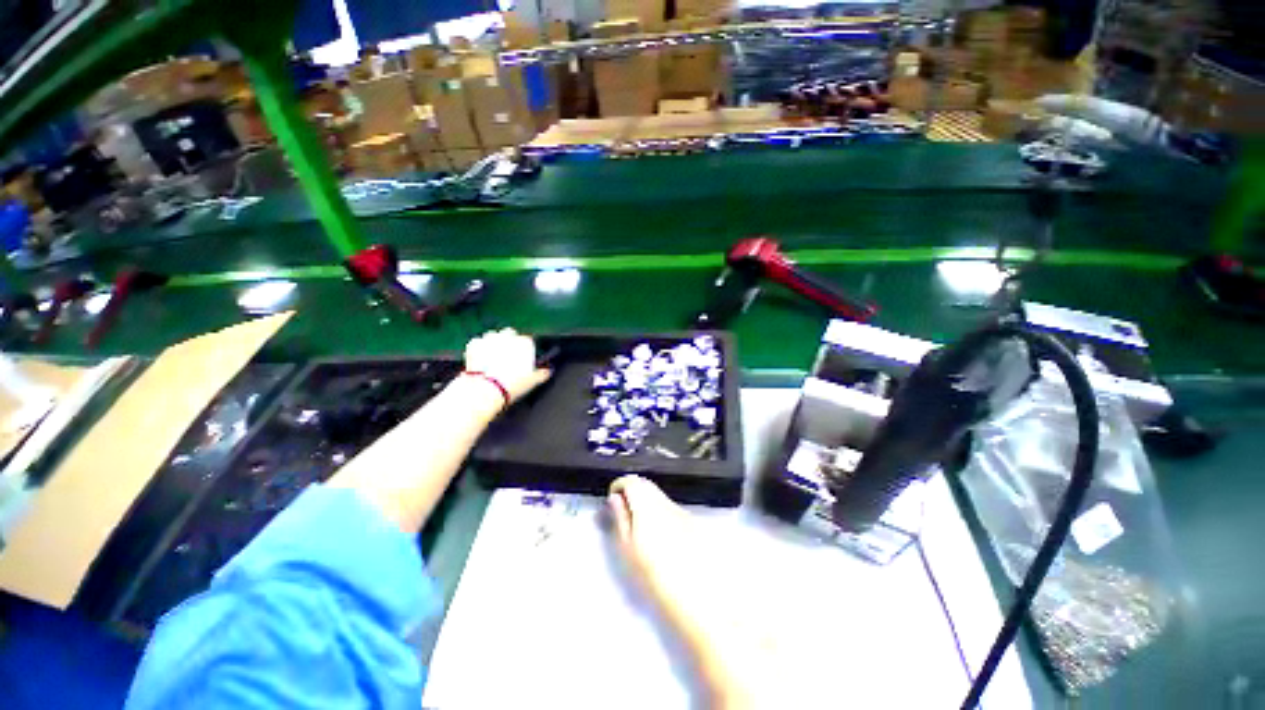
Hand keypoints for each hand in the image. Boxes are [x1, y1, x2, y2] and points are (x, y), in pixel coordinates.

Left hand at [462, 328, 551, 404]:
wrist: (487, 389)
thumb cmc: (512, 384)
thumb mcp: (533, 381)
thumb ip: (542, 373)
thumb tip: (547, 371)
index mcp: (524, 342)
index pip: (528, 340)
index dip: (525, 349)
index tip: (523, 358)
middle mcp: (508, 336)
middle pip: (510, 333)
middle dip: (509, 341)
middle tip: (508, 356)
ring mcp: (490, 338)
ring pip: (493, 335)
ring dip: (494, 343)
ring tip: (493, 357)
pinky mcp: (474, 344)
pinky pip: (478, 342)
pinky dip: (479, 348)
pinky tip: (481, 358)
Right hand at [608, 475, 694, 604]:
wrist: (693, 596)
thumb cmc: (652, 575)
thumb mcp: (627, 549)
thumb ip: (620, 518)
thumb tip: (614, 498)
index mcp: (647, 506)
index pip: (631, 481)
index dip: (619, 485)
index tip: (612, 498)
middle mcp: (665, 503)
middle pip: (646, 484)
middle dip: (632, 490)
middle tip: (622, 509)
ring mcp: (681, 511)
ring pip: (659, 495)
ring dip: (646, 500)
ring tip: (639, 524)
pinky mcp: (692, 522)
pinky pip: (671, 507)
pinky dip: (660, 511)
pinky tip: (659, 534)